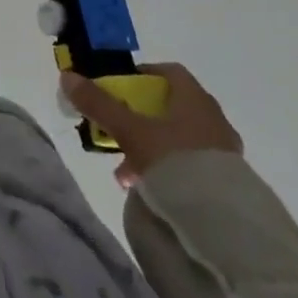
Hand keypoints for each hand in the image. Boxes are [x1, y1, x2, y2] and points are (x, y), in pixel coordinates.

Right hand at [61, 63, 242, 189]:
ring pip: (181, 140)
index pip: (169, 72)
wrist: (224, 226)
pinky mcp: (230, 185)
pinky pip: (193, 167)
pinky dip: (171, 171)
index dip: (143, 75)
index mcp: (195, 98)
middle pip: (172, 108)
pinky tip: (152, 191)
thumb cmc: (175, 161)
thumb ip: (100, 105)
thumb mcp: (130, 131)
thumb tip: (67, 77)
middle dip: (142, 119)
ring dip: (154, 149)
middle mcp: (214, 119)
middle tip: (120, 134)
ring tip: (129, 172)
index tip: (121, 88)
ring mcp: (225, 153)